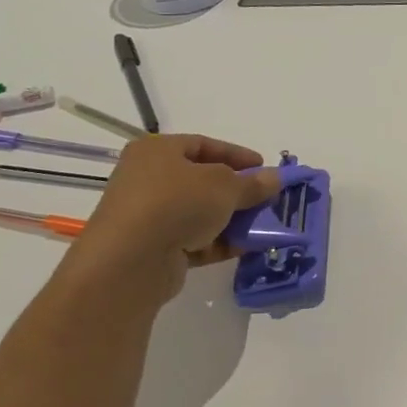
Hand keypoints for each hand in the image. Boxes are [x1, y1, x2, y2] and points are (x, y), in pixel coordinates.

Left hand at [66, 134, 279, 302]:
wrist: (131, 261)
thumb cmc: (177, 203)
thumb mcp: (225, 186)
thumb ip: (253, 183)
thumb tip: (275, 179)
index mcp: (157, 151)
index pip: (203, 145)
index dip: (237, 155)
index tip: (264, 167)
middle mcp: (149, 179)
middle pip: (203, 181)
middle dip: (238, 191)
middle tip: (266, 198)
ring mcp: (149, 216)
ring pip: (201, 213)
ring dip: (232, 219)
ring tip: (263, 226)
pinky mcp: (154, 248)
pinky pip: (194, 240)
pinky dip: (219, 242)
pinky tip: (245, 247)